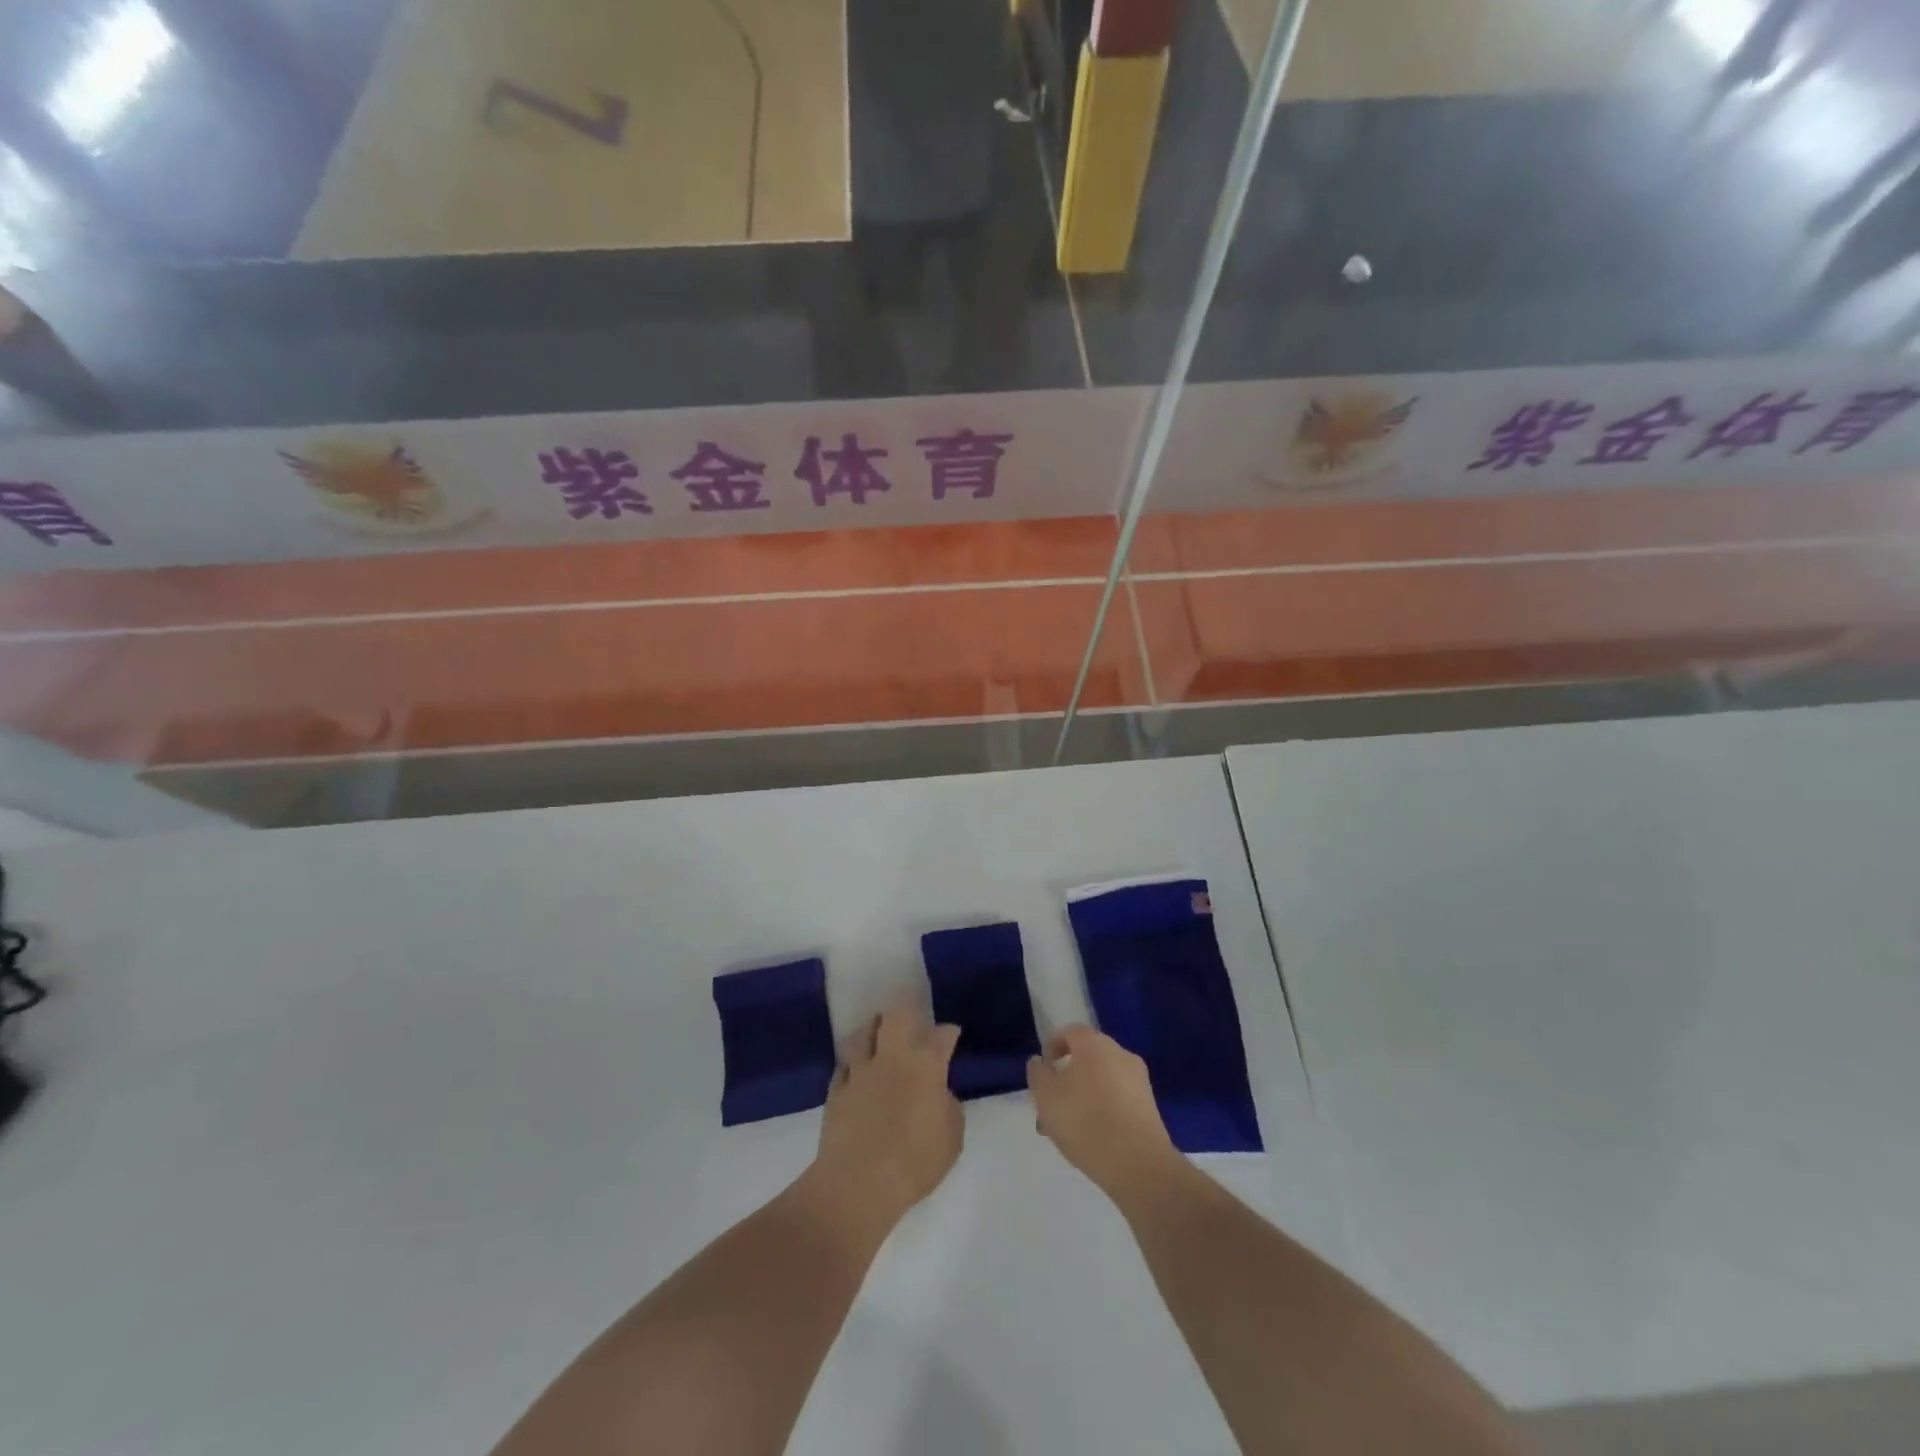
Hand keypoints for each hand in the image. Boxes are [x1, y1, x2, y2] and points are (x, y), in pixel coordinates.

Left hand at [802, 1005, 962, 1238]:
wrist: (858, 1182)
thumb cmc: (915, 1161)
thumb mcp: (951, 1139)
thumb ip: (949, 1108)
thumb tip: (940, 1095)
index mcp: (926, 1066)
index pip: (942, 1035)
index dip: (948, 1033)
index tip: (951, 1035)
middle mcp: (892, 1057)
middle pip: (896, 1017)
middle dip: (905, 1013)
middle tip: (910, 1022)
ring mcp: (860, 1070)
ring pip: (863, 1033)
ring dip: (872, 1030)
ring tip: (877, 1035)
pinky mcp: (836, 1089)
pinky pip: (844, 1064)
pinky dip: (851, 1062)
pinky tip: (855, 1069)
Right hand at [1027, 1024, 1180, 1203]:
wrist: (1138, 1164)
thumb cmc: (1085, 1122)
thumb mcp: (1046, 1097)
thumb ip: (1038, 1074)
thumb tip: (1039, 1061)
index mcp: (1094, 1044)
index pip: (1070, 1032)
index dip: (1053, 1046)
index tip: (1043, 1070)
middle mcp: (1119, 1053)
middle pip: (1087, 1057)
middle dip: (1067, 1077)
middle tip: (1051, 1106)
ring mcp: (1138, 1080)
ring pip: (1102, 1081)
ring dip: (1083, 1097)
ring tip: (1067, 1130)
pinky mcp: (1150, 1106)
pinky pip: (1118, 1098)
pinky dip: (1103, 1109)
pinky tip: (1092, 1138)